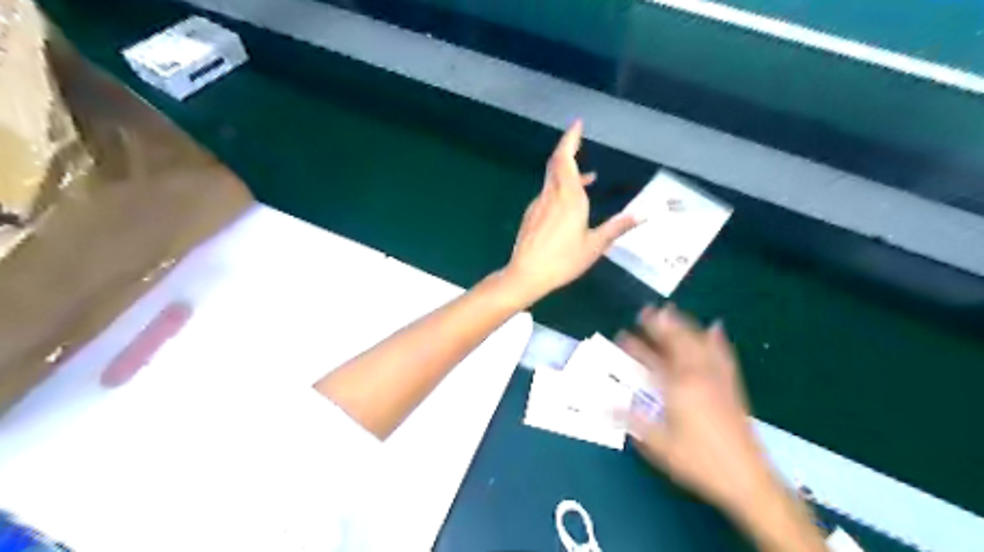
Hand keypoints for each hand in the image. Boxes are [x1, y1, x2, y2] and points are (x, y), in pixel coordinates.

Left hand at [501, 121, 637, 303]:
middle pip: (556, 164)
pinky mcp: (532, 216)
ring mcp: (538, 205)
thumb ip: (616, 228)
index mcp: (568, 197)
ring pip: (552, 179)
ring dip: (567, 172)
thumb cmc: (563, 260)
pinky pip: (548, 193)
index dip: (570, 139)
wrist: (526, 274)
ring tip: (589, 178)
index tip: (577, 124)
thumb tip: (641, 215)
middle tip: (579, 139)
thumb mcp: (594, 246)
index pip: (565, 159)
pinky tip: (570, 204)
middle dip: (567, 148)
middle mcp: (551, 195)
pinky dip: (561, 188)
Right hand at [618, 305, 780, 516]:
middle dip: (660, 324)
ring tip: (672, 311)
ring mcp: (717, 378)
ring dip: (684, 325)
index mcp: (677, 387)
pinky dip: (716, 339)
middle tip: (646, 310)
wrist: (747, 478)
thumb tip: (603, 406)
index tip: (623, 333)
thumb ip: (630, 420)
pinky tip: (715, 328)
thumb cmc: (698, 460)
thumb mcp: (658, 444)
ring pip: (699, 343)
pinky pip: (722, 354)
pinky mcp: (731, 386)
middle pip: (677, 342)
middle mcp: (697, 375)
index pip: (652, 359)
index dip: (636, 345)